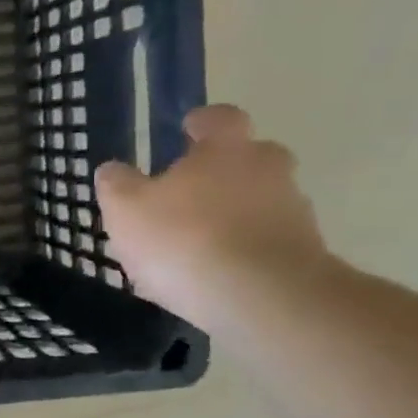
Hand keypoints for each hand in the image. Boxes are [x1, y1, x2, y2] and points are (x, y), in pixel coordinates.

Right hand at [94, 105, 329, 328]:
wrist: (263, 298)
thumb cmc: (185, 239)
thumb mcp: (126, 209)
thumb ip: (117, 185)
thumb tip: (113, 170)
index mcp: (226, 149)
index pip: (220, 118)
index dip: (202, 122)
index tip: (188, 129)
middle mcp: (268, 170)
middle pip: (250, 158)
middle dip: (224, 171)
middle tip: (191, 190)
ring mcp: (293, 213)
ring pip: (260, 202)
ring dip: (234, 215)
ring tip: (195, 245)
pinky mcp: (304, 255)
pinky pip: (265, 243)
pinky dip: (242, 252)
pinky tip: (213, 277)